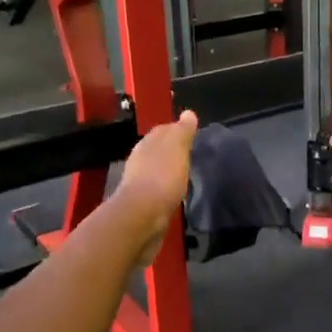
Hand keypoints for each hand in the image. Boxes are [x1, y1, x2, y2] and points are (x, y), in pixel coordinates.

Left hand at [111, 110, 198, 264]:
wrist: (143, 218)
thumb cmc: (162, 177)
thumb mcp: (176, 148)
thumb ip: (182, 131)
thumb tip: (188, 113)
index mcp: (147, 144)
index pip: (163, 130)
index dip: (177, 130)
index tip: (192, 133)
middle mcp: (140, 161)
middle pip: (158, 151)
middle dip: (172, 151)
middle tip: (190, 153)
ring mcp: (140, 184)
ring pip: (157, 171)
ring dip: (169, 170)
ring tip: (186, 173)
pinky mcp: (143, 205)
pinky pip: (158, 190)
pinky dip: (167, 188)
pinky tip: (176, 193)